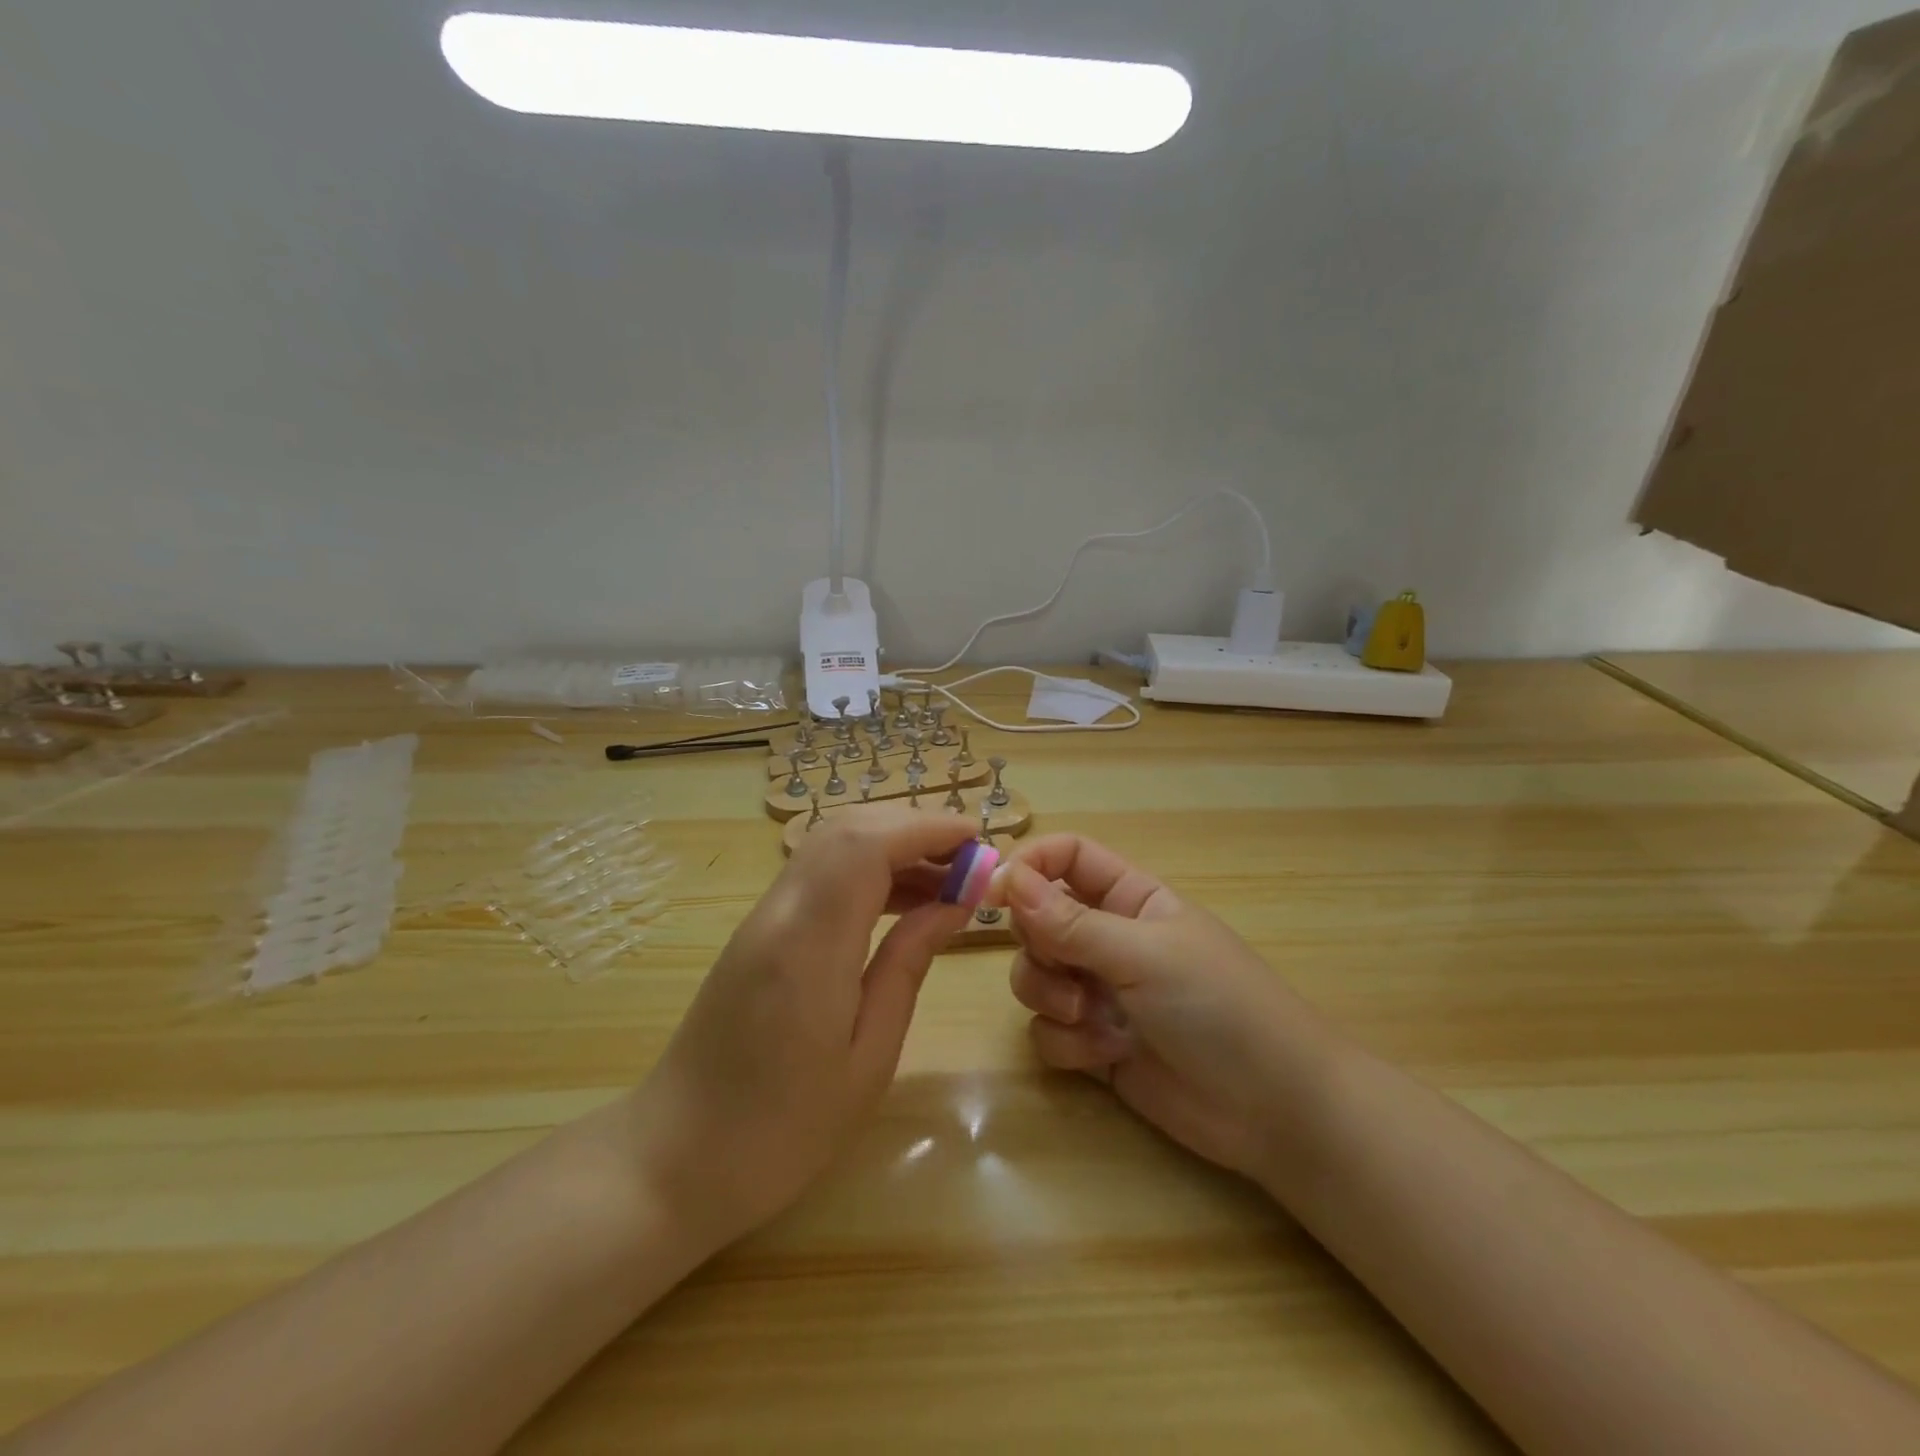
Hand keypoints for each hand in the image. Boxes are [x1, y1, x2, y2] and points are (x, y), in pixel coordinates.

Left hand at [633, 807, 980, 1251]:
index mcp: (810, 944)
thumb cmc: (783, 1129)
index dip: (927, 827)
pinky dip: (866, 869)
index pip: (868, 844)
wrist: (676, 1159)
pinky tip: (901, 903)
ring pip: (832, 844)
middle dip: (915, 828)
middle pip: (849, 829)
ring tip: (947, 882)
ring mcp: (763, 916)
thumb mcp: (868, 1057)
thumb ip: (908, 965)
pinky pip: (820, 873)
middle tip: (969, 861)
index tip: (979, 842)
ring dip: (892, 845)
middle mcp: (782, 911)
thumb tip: (954, 904)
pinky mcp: (759, 929)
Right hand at [990, 834, 1325, 1183]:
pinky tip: (1106, 1055)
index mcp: (1129, 897)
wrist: (1273, 1110)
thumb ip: (1070, 921)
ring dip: (1049, 996)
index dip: (1028, 867)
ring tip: (1089, 1019)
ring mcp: (1099, 992)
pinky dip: (1067, 1042)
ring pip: (1034, 975)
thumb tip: (1007, 878)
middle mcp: (1108, 938)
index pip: (1066, 858)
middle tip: (1062, 966)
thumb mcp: (1144, 953)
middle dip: (1037, 945)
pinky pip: (1047, 1030)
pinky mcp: (1093, 1043)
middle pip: (1037, 919)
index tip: (993, 893)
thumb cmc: (1218, 1006)